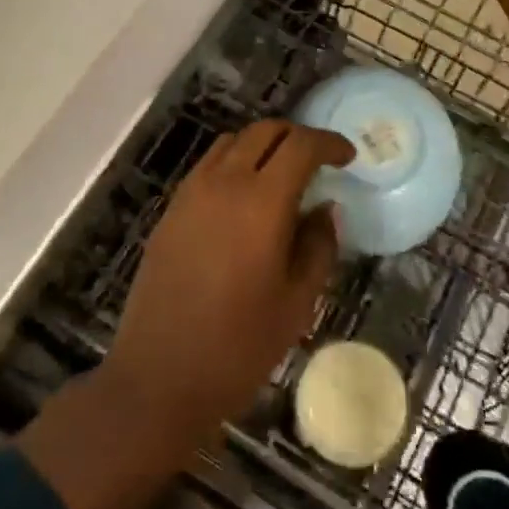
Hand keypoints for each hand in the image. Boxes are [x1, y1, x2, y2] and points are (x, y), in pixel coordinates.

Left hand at [101, 120, 353, 446]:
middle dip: (296, 136)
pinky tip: (243, 198)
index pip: (300, 145)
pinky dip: (233, 163)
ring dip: (262, 145)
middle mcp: (224, 183)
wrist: (160, 377)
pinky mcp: (170, 210)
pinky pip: (207, 166)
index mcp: (262, 202)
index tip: (347, 157)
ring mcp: (191, 193)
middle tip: (318, 160)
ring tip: (281, 175)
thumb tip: (325, 208)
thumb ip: (318, 246)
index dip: (328, 142)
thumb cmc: (239, 346)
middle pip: (264, 132)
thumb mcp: (297, 302)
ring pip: (231, 143)